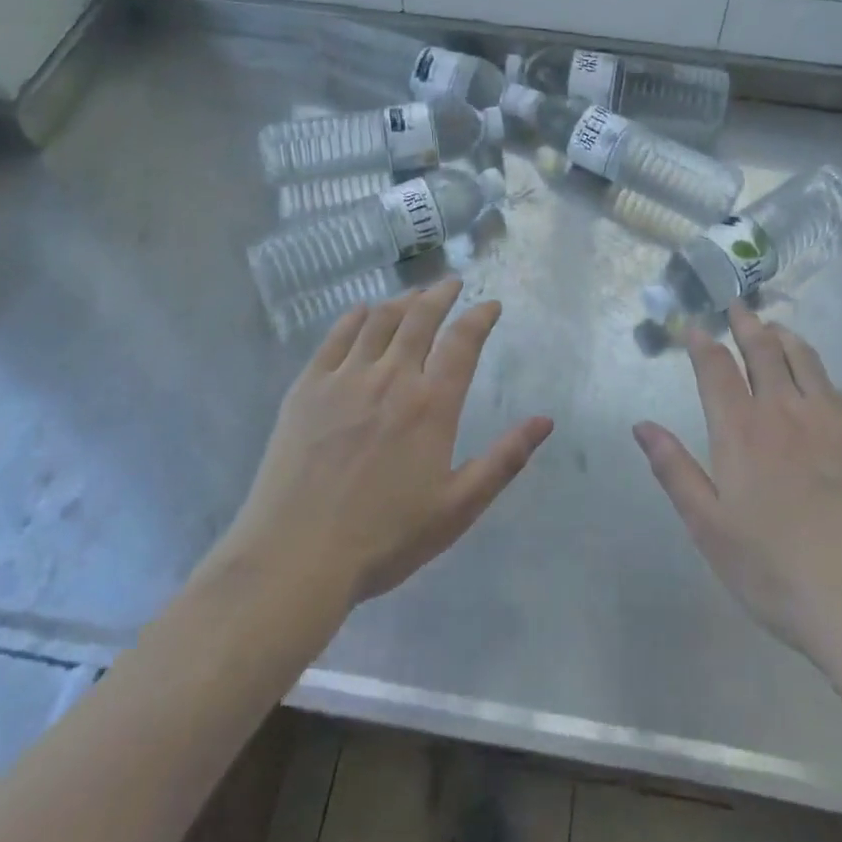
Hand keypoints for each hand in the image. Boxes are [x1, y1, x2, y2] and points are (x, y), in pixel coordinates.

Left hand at [211, 278, 552, 608]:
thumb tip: (545, 421)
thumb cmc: (385, 538)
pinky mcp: (307, 387)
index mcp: (431, 405)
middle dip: (440, 295)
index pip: (463, 341)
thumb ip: (504, 460)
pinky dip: (354, 317)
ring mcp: (345, 378)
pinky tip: (362, 312)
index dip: (480, 316)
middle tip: (451, 284)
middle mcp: (391, 377)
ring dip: (402, 301)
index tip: (490, 305)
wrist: (296, 556)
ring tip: (414, 295)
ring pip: (379, 320)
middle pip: (420, 318)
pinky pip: (335, 337)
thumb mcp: (457, 508)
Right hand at [633, 304, 841, 667]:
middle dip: (747, 324)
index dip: (703, 342)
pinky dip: (822, 379)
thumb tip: (642, 425)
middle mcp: (785, 410)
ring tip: (776, 328)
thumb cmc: (777, 572)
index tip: (696, 326)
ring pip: (806, 360)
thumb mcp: (709, 529)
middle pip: (763, 350)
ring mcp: (834, 419)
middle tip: (738, 307)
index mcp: (741, 431)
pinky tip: (822, 389)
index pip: (716, 368)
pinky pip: (841, 391)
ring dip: (785, 338)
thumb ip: (675, 470)